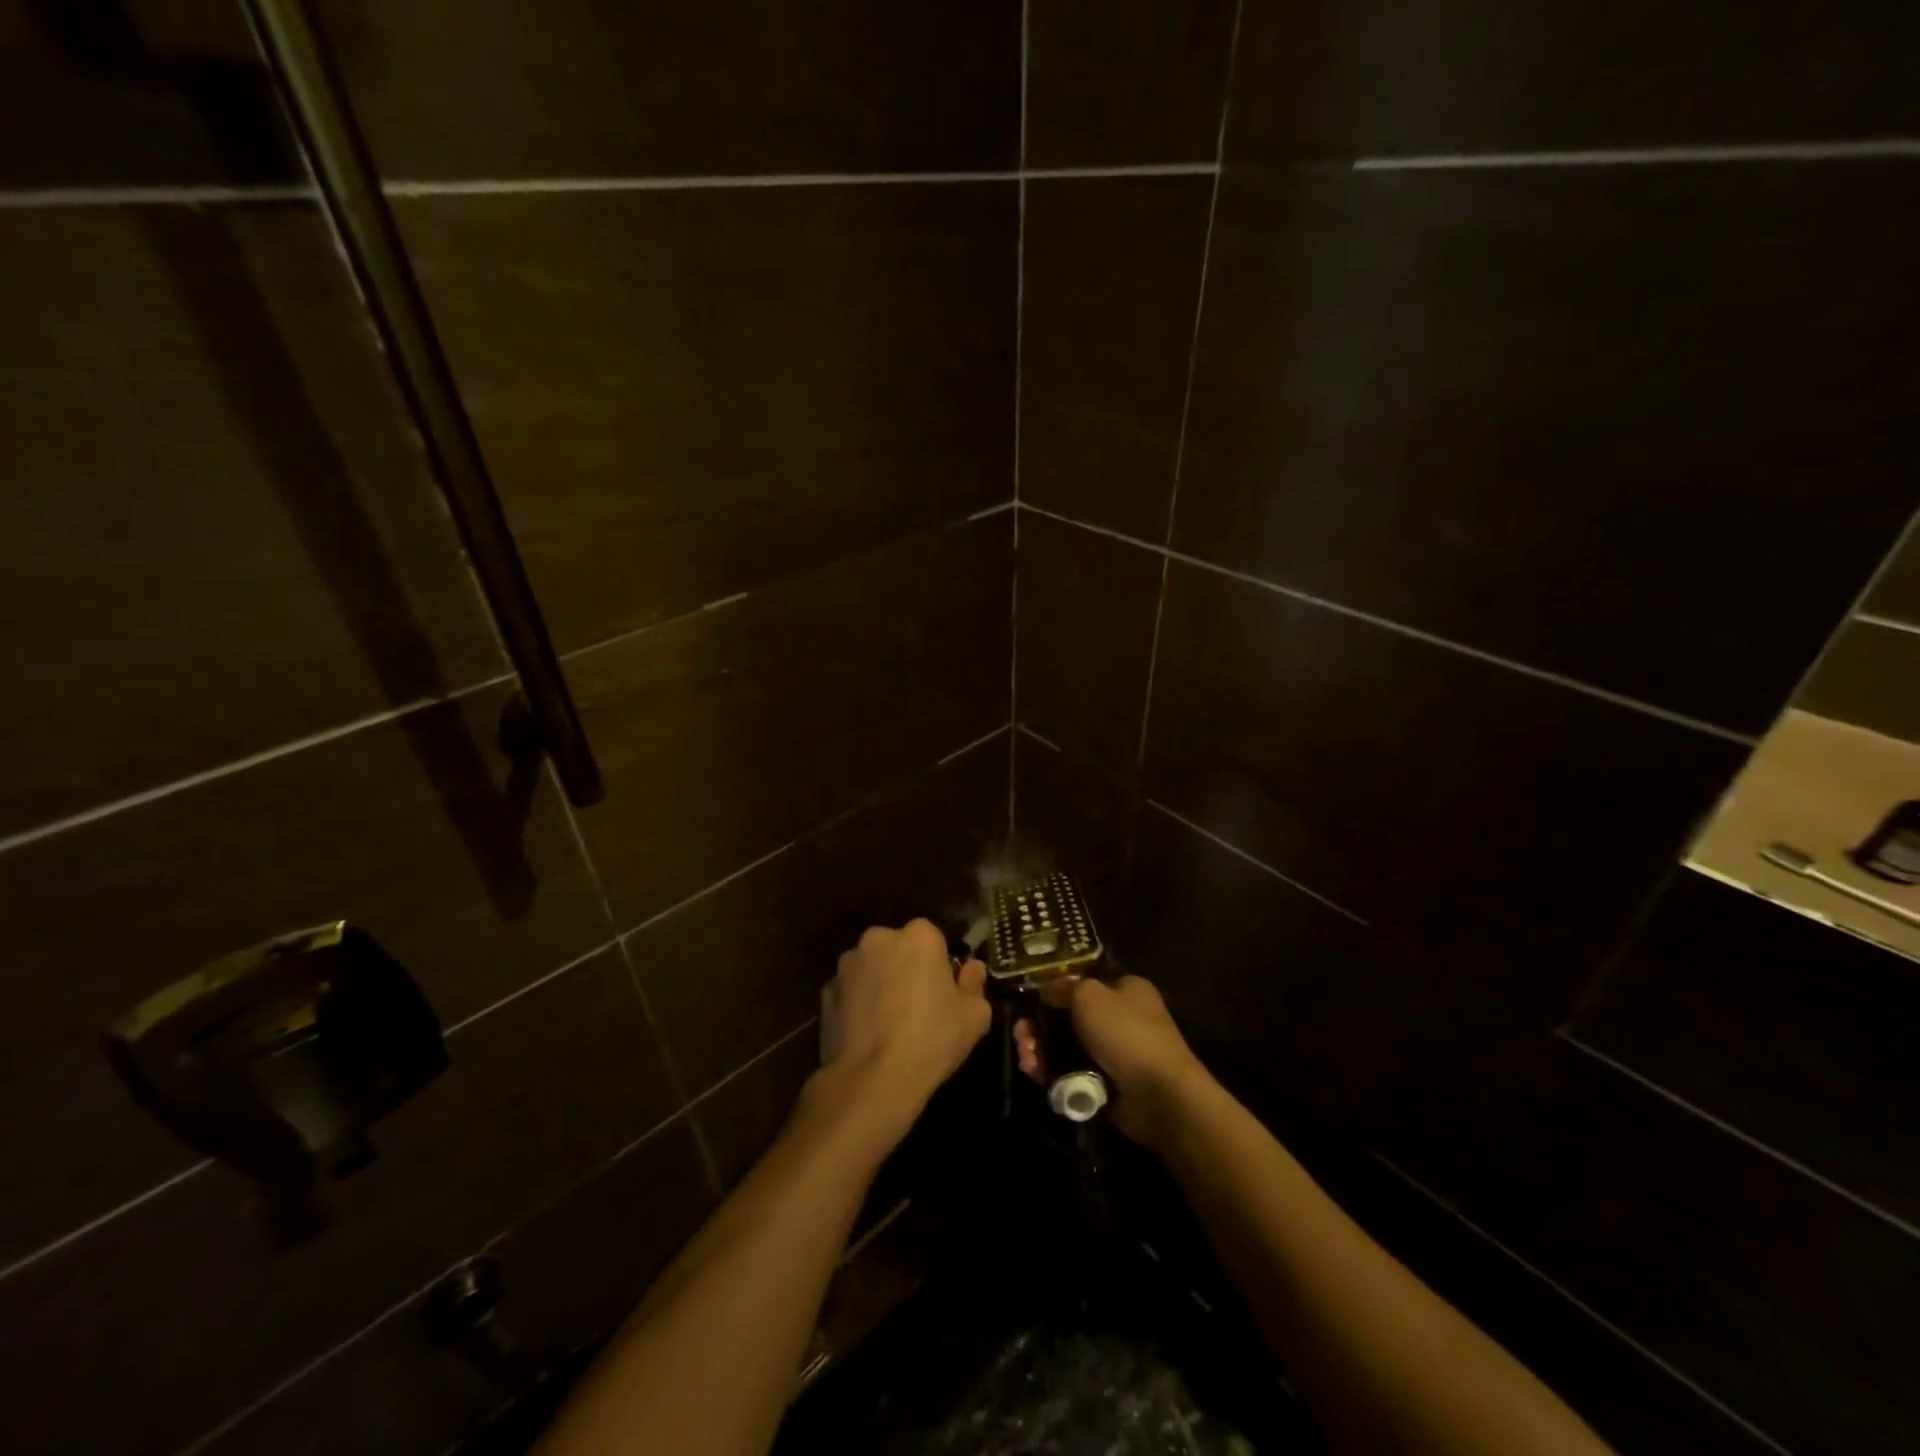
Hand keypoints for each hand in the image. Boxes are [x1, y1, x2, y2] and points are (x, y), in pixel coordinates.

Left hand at [816, 919, 991, 1146]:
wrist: (873, 1080)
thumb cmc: (932, 1040)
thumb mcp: (974, 1016)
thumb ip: (975, 984)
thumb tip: (972, 968)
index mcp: (918, 936)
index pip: (933, 939)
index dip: (940, 965)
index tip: (944, 992)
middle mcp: (878, 938)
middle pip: (899, 948)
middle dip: (907, 968)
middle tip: (918, 1005)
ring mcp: (847, 964)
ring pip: (872, 967)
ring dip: (880, 983)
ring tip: (890, 1023)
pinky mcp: (825, 992)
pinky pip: (850, 991)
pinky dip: (858, 1003)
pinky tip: (868, 1033)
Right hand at [1015, 975, 1210, 1150]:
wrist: (1160, 1095)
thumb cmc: (1126, 1033)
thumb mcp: (1089, 996)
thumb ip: (1063, 987)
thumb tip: (1045, 989)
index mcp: (1126, 989)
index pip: (1084, 983)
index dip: (1055, 990)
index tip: (1030, 1002)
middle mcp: (1123, 1017)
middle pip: (1070, 1016)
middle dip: (1041, 1026)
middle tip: (1021, 1035)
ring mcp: (1116, 1053)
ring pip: (1068, 1046)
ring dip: (1042, 1051)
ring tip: (1027, 1059)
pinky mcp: (1109, 1083)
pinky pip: (1073, 1073)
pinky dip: (1055, 1074)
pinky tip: (1037, 1075)